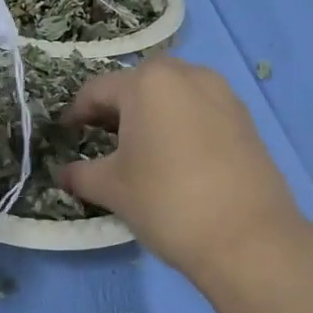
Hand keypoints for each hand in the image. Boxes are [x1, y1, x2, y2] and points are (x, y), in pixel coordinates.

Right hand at [60, 58, 311, 285]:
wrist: (248, 238)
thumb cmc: (168, 202)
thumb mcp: (113, 189)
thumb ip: (81, 175)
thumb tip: (63, 174)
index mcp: (148, 82)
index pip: (97, 90)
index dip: (76, 113)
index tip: (67, 135)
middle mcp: (186, 74)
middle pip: (138, 85)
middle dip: (116, 109)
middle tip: (101, 139)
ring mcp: (222, 93)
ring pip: (173, 94)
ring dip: (151, 113)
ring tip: (140, 148)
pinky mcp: (245, 117)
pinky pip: (200, 109)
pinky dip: (181, 123)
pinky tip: (177, 157)